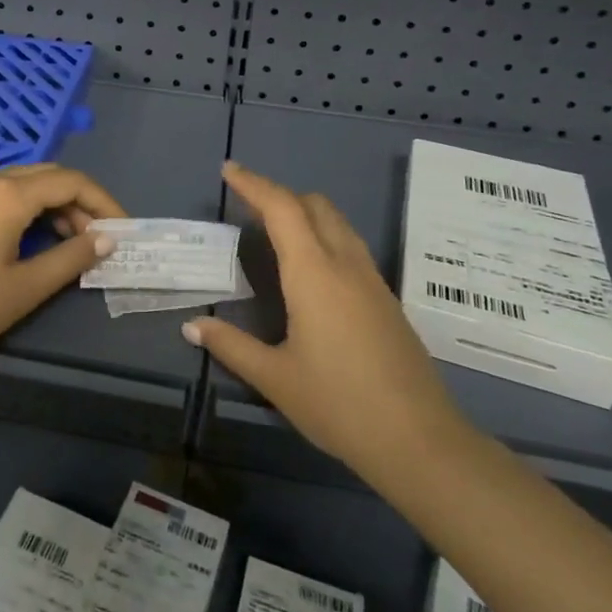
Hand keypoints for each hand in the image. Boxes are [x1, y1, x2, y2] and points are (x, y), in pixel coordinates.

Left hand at [0, 163, 125, 373]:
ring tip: (71, 245)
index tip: (123, 230)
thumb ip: (70, 258)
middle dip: (81, 202)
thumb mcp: (25, 287)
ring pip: (25, 185)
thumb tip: (106, 239)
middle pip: (49, 177)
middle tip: (98, 238)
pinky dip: (30, 210)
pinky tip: (32, 242)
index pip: (72, 182)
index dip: (104, 202)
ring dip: (55, 206)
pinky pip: (3, 196)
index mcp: (10, 195)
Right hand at [185, 162, 470, 493]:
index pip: (281, 208)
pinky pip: (350, 245)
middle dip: (279, 194)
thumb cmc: (339, 405)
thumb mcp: (276, 379)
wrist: (419, 441)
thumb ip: (231, 346)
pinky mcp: (386, 298)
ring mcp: (371, 279)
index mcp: (314, 272)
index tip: (229, 170)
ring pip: (337, 222)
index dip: (253, 183)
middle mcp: (345, 263)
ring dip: (304, 212)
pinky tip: (310, 270)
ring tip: (275, 231)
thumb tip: (192, 326)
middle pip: (313, 204)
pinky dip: (323, 235)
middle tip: (247, 206)